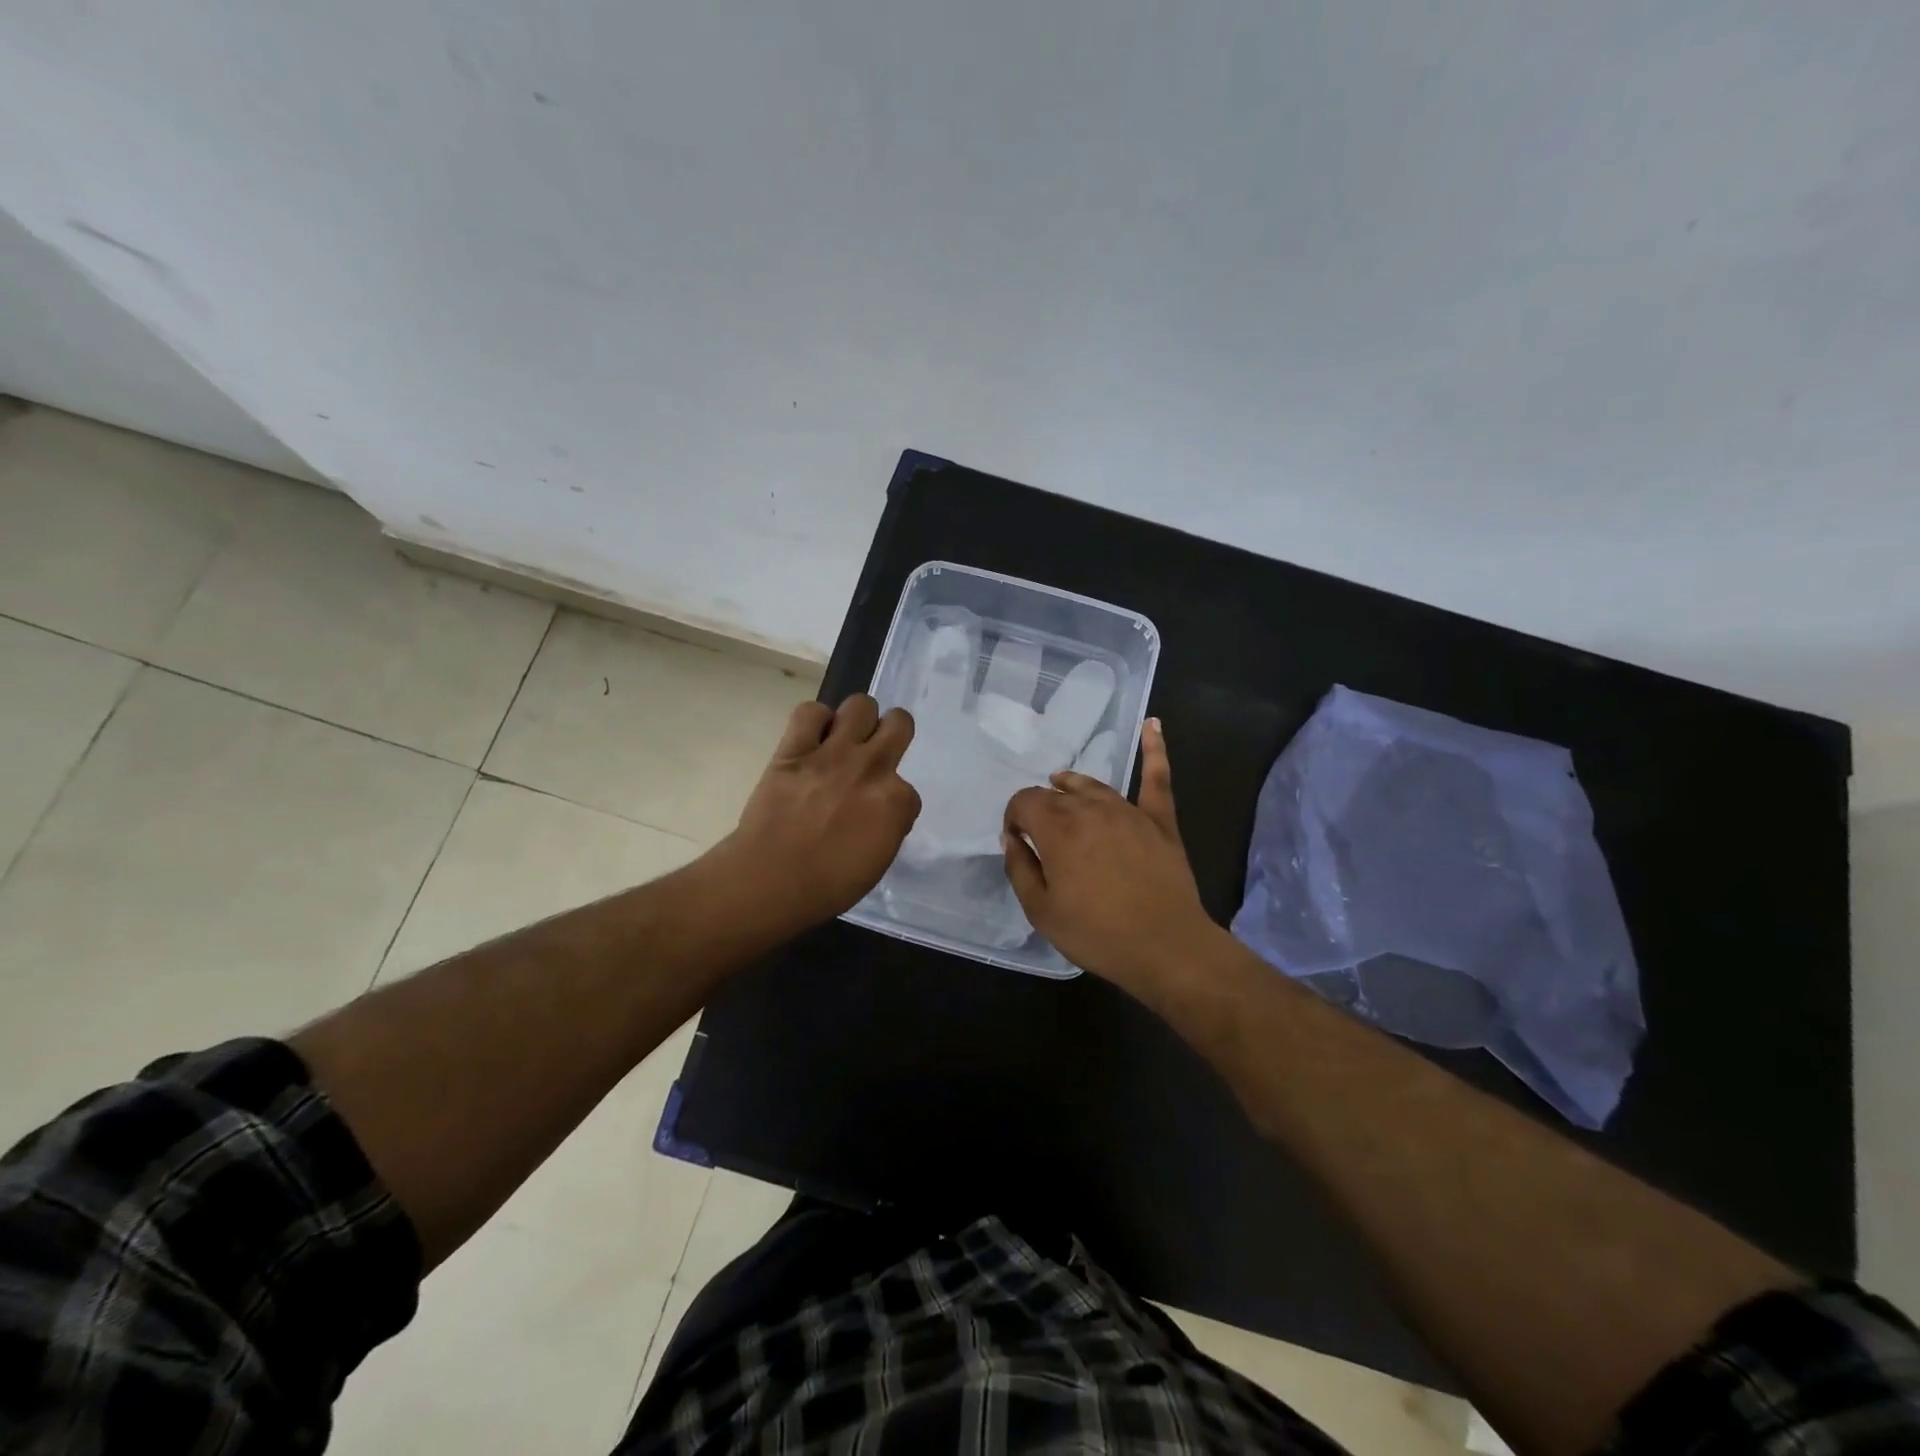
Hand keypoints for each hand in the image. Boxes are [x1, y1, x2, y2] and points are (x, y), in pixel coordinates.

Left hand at [715, 694, 920, 935]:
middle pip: (899, 723)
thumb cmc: (827, 886)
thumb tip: (882, 814)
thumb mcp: (877, 863)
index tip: (876, 815)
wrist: (770, 881)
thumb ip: (887, 828)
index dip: (892, 802)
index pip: (908, 790)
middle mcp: (871, 767)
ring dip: (857, 720)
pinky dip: (814, 721)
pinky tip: (811, 738)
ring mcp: (832, 754)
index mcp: (895, 801)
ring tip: (844, 739)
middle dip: (892, 733)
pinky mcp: (794, 749)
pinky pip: (810, 712)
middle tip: (875, 751)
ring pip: (860, 705)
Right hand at [1002, 719, 1219, 988]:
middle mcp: (1090, 808)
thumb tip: (1012, 837)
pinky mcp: (1160, 820)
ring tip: (1062, 784)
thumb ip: (1020, 867)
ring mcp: (1128, 810)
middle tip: (1042, 836)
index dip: (1014, 817)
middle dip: (1042, 808)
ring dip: (1073, 785)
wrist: (1166, 947)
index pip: (1024, 801)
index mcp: (1057, 828)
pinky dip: (1154, 748)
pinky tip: (1153, 723)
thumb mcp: (1041, 910)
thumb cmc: (1097, 933)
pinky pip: (1156, 777)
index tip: (1017, 841)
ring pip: (1093, 785)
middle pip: (1057, 794)